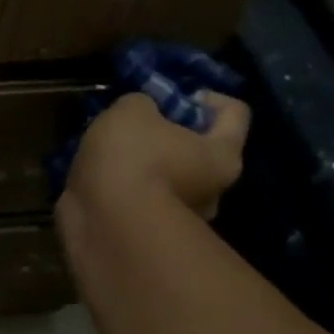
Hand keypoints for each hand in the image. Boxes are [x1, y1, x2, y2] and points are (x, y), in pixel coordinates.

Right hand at [59, 90, 250, 221]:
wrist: (106, 225)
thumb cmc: (132, 157)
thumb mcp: (132, 109)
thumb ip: (142, 103)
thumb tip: (142, 114)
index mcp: (222, 154)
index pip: (235, 112)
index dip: (206, 97)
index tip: (173, 97)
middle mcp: (213, 190)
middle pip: (199, 148)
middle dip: (168, 133)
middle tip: (134, 125)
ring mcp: (183, 218)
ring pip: (169, 177)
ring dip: (144, 164)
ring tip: (108, 155)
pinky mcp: (151, 236)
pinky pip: (142, 200)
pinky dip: (126, 190)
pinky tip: (98, 181)